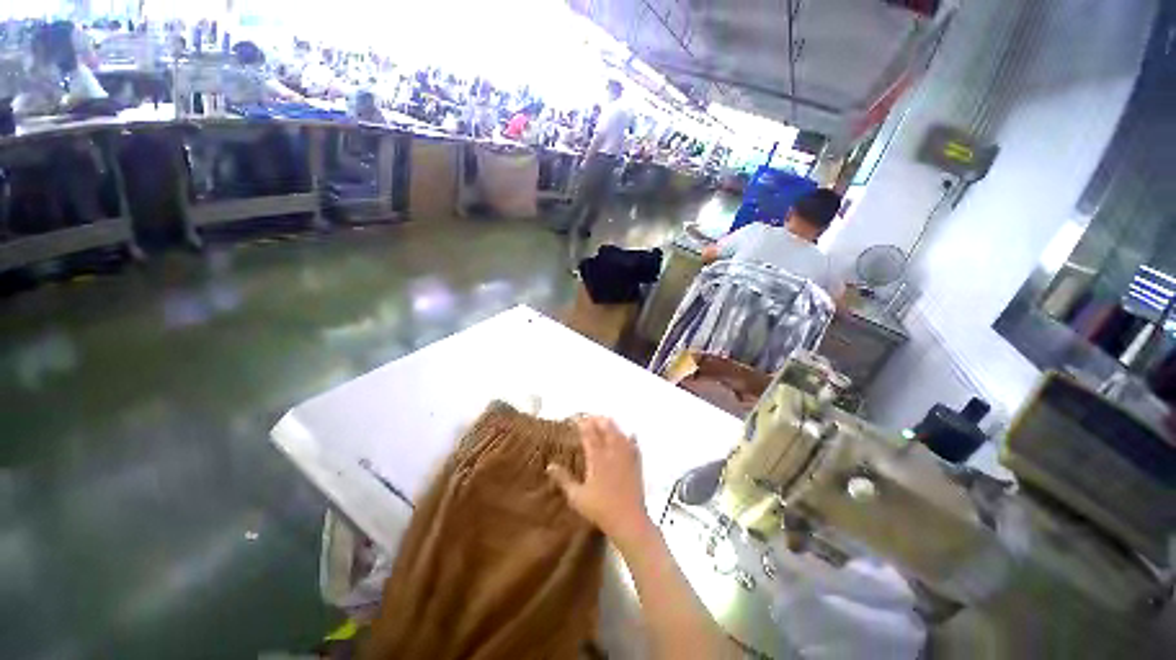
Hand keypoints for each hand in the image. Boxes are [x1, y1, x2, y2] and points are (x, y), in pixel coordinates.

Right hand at [548, 416, 653, 548]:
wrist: (629, 520)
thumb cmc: (600, 509)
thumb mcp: (577, 497)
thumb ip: (563, 479)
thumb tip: (550, 466)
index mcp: (597, 457)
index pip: (589, 433)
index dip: (583, 424)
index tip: (577, 420)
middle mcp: (612, 451)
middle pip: (606, 427)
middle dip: (597, 420)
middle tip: (589, 419)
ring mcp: (626, 455)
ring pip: (619, 432)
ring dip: (611, 425)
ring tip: (604, 423)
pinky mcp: (636, 462)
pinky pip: (633, 443)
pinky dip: (627, 436)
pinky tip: (627, 435)